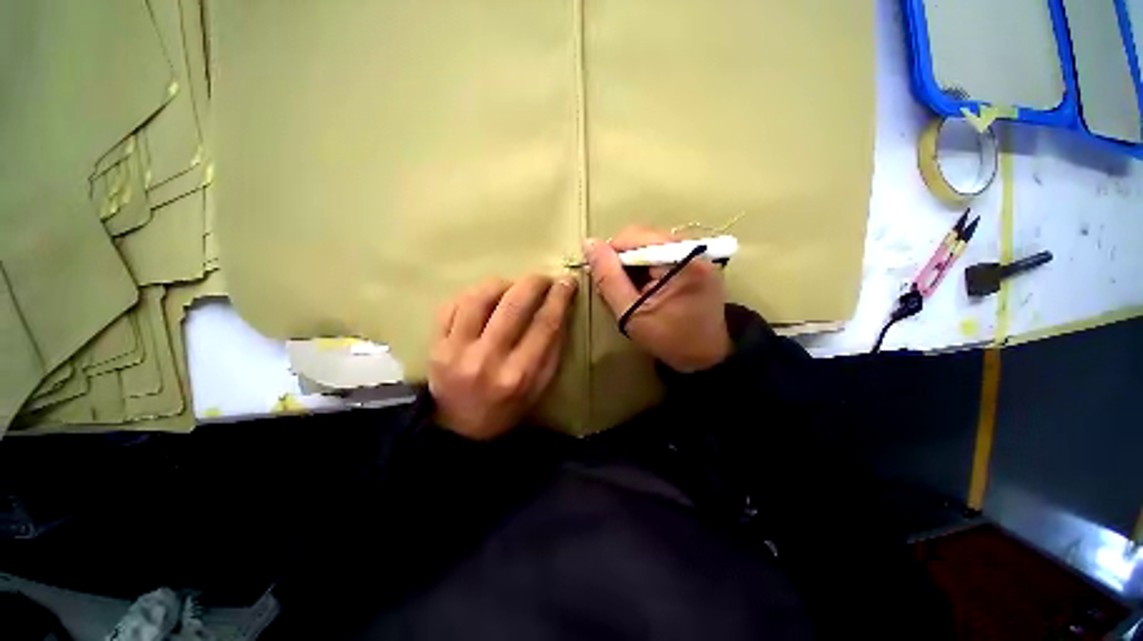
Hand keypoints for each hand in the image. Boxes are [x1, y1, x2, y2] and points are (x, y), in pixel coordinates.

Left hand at [428, 274, 576, 439]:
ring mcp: (455, 351)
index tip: (568, 281)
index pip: (545, 325)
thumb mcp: (541, 386)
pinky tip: (484, 298)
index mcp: (519, 375)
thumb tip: (560, 308)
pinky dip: (471, 294)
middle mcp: (487, 360)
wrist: (460, 427)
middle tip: (543, 278)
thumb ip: (553, 349)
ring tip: (511, 287)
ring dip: (501, 284)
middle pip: (513, 305)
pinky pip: (451, 305)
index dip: (559, 298)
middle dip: (533, 283)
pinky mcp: (434, 345)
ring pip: (479, 298)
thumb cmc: (508, 406)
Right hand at [584, 227, 730, 372]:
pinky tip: (646, 289)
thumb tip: (589, 243)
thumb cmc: (668, 339)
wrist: (705, 357)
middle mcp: (694, 247)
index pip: (633, 237)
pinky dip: (648, 269)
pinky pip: (662, 254)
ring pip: (650, 246)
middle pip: (643, 239)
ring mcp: (699, 253)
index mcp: (681, 258)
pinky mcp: (699, 261)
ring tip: (631, 292)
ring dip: (634, 266)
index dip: (610, 256)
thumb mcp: (630, 312)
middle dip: (623, 262)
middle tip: (616, 290)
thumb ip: (608, 277)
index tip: (603, 281)